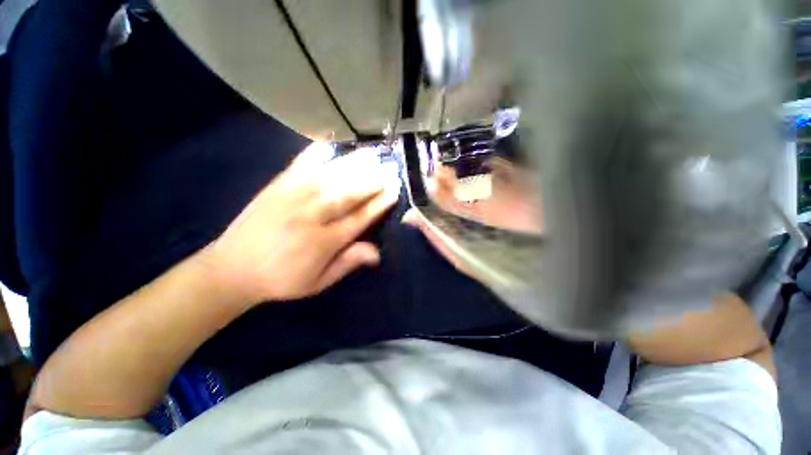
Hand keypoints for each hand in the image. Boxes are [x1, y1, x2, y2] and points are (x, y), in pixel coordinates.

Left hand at [203, 143, 400, 306]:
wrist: (231, 270)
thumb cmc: (281, 280)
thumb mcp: (318, 282)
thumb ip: (347, 264)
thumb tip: (377, 253)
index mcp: (323, 242)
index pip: (359, 218)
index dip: (378, 204)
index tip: (394, 190)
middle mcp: (311, 216)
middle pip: (348, 194)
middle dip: (372, 180)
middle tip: (390, 167)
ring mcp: (292, 198)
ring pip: (329, 178)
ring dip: (352, 164)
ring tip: (371, 154)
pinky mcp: (276, 187)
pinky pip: (298, 166)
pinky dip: (314, 154)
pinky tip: (328, 145)